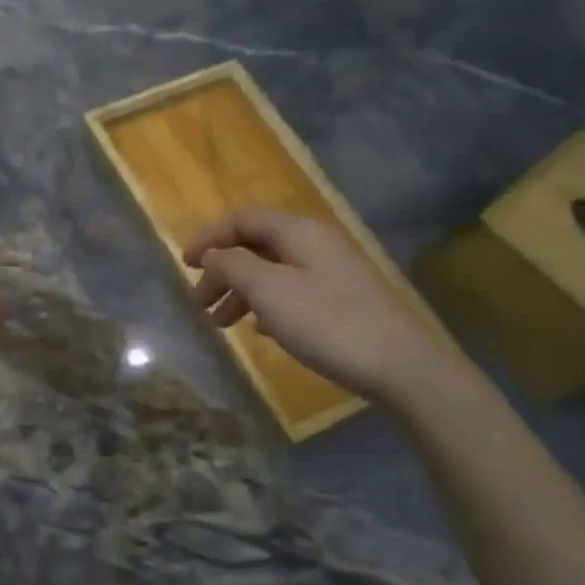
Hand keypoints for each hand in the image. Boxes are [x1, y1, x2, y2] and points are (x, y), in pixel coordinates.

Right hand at [183, 208, 455, 402]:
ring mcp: (332, 271)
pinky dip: (266, 305)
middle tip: (199, 304)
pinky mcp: (342, 299)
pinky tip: (259, 330)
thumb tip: (213, 254)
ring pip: (272, 271)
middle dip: (222, 271)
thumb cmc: (327, 322)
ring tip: (221, 325)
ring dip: (241, 292)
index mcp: (299, 232)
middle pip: (256, 245)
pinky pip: (291, 291)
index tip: (183, 266)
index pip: (242, 219)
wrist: (401, 365)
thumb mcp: (269, 291)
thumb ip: (233, 266)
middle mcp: (316, 243)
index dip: (209, 238)